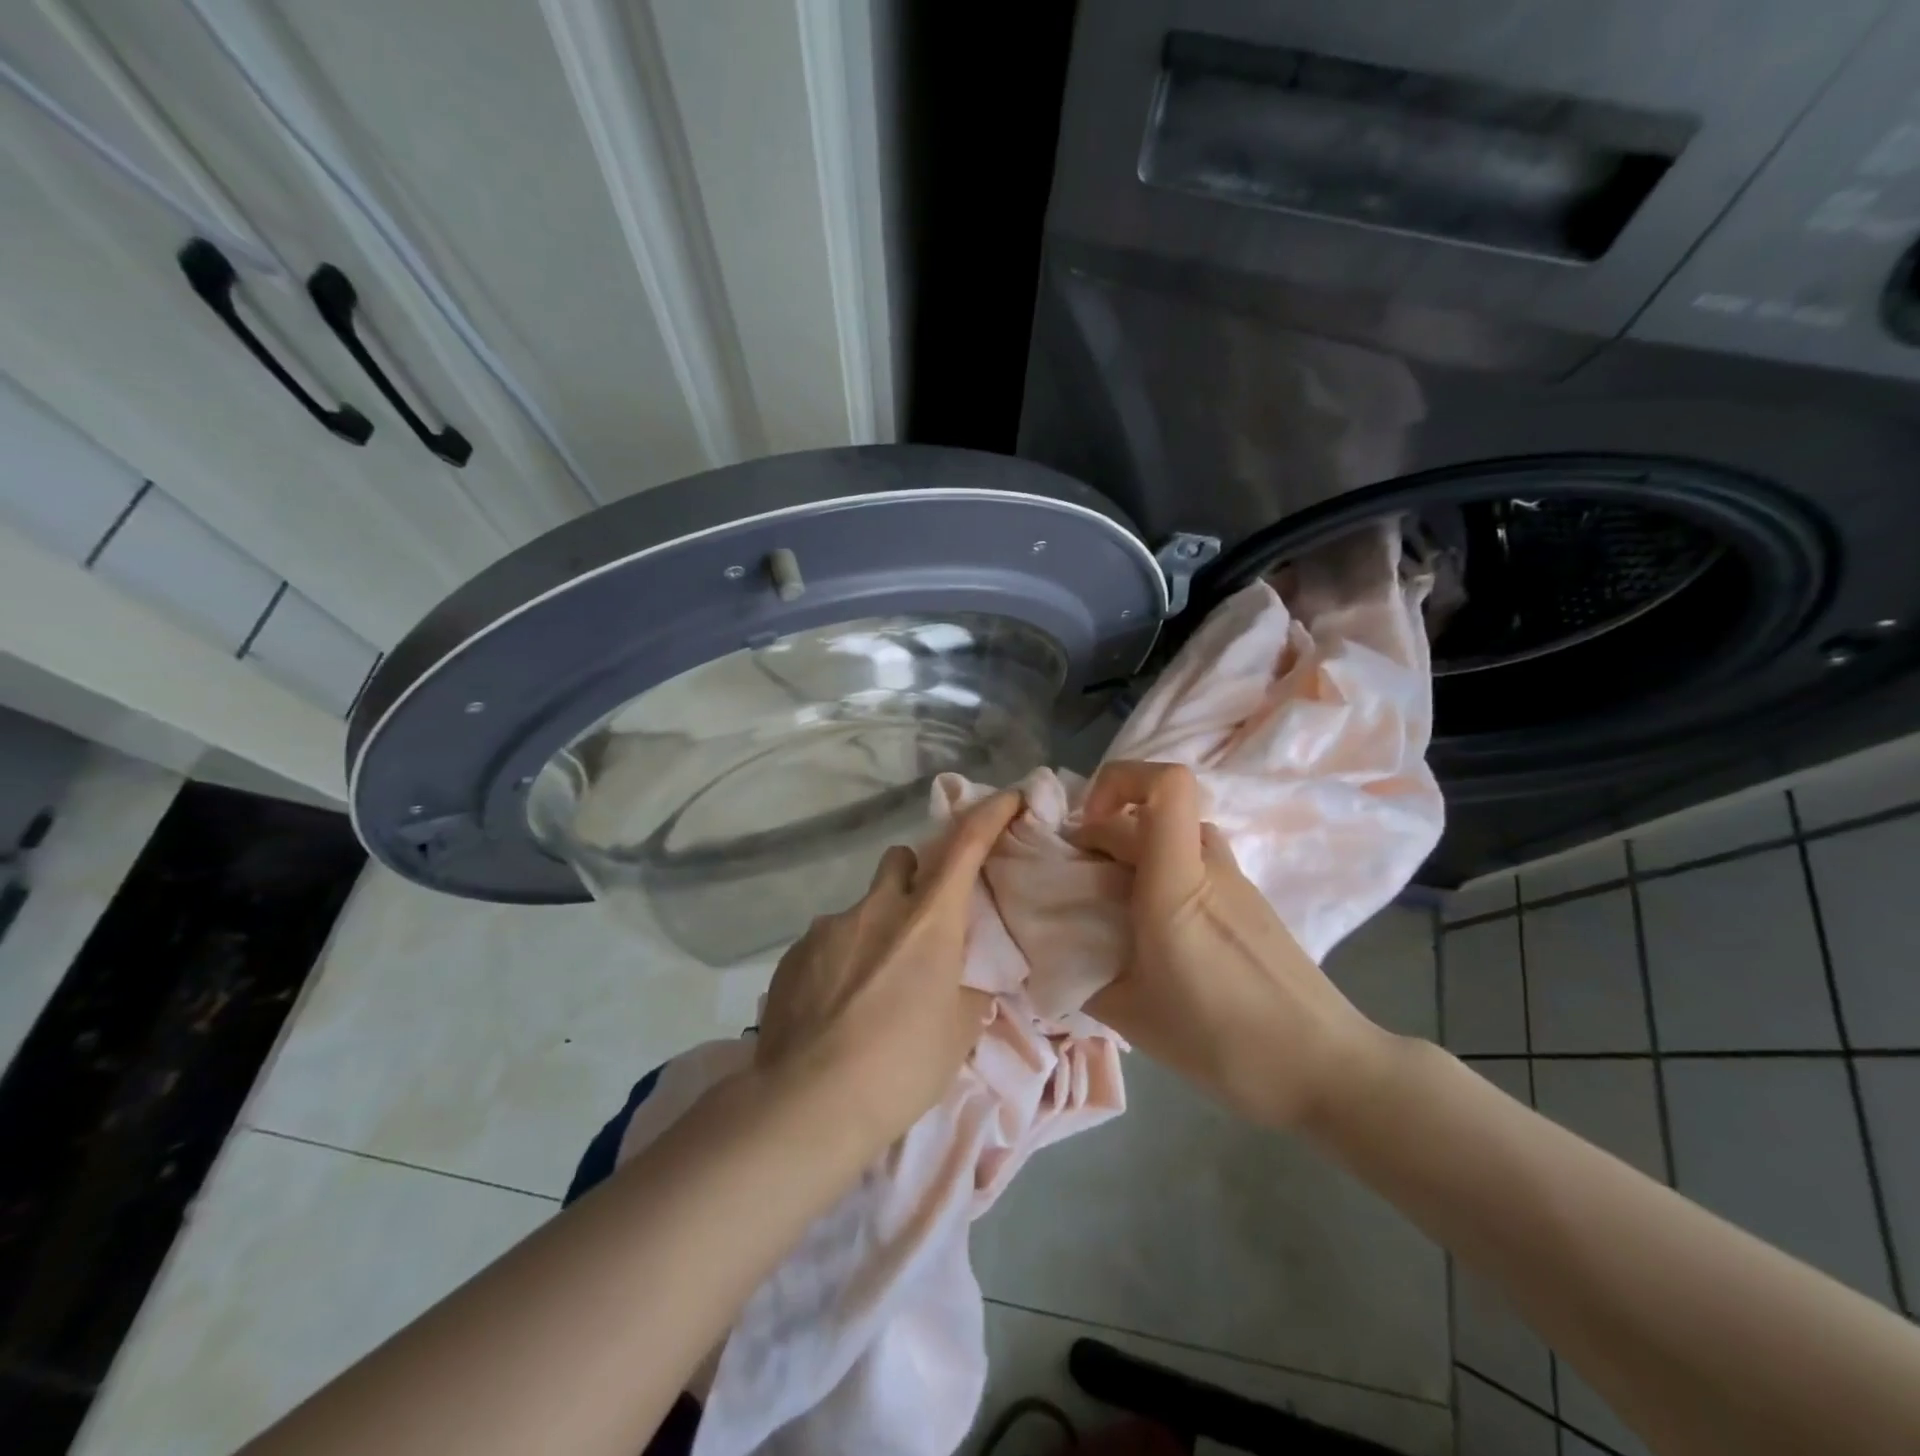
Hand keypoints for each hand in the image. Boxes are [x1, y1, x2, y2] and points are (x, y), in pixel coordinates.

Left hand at [754, 791, 1020, 1151]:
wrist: (808, 1103)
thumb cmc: (901, 1066)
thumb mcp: (958, 1030)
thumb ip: (966, 988)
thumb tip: (961, 976)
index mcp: (928, 919)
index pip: (965, 844)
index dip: (989, 814)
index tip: (1007, 798)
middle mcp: (877, 907)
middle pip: (900, 860)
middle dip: (914, 878)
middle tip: (919, 925)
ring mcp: (829, 927)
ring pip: (861, 908)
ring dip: (874, 930)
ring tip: (869, 990)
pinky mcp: (793, 954)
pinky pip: (827, 942)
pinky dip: (839, 961)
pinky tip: (834, 1009)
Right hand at [1074, 761, 1391, 1129]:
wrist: (1325, 1068)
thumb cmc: (1224, 1040)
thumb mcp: (1132, 1015)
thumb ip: (1081, 975)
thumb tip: (1051, 956)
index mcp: (1177, 882)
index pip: (1166, 784)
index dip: (1118, 782)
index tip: (1084, 829)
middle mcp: (1209, 865)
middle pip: (1152, 812)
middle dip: (1103, 831)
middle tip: (1077, 882)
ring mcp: (1235, 881)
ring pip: (1174, 836)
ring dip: (1134, 852)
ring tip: (1112, 905)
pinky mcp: (1249, 902)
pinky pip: (1194, 863)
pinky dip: (1162, 874)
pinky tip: (1154, 931)